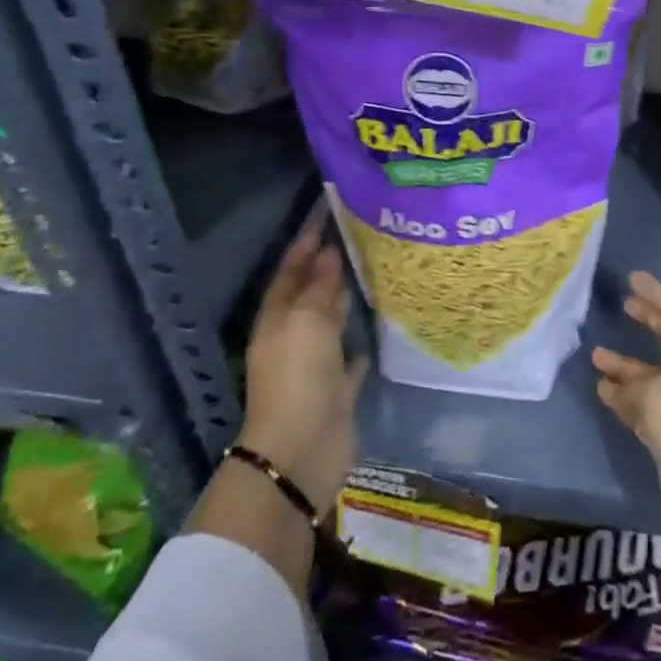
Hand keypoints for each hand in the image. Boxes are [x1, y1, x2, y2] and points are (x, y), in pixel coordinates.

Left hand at [239, 212, 369, 508]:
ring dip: (348, 296)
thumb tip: (330, 252)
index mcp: (278, 317)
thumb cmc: (298, 377)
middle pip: (313, 290)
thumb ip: (320, 286)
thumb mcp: (306, 322)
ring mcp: (317, 362)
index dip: (307, 238)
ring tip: (378, 265)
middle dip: (331, 263)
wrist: (302, 452)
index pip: (292, 267)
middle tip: (363, 230)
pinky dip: (362, 338)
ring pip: (333, 319)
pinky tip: (381, 320)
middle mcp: (295, 334)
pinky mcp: (339, 387)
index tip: (328, 208)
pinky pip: (352, 354)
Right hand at [592, 272, 660, 555]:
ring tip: (596, 354)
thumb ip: (632, 382)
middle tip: (623, 303)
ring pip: (651, 374)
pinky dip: (624, 397)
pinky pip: (644, 405)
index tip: (634, 277)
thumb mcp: (658, 394)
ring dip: (626, 365)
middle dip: (647, 321)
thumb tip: (615, 384)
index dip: (656, 293)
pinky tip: (602, 389)